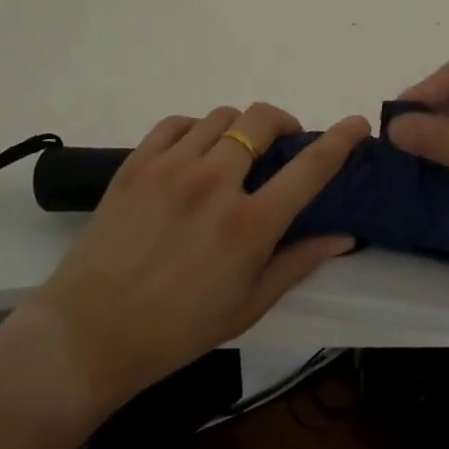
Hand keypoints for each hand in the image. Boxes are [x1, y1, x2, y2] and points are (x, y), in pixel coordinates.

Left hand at [30, 103, 370, 407]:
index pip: (310, 168)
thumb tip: (343, 235)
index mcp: (249, 224)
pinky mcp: (136, 164)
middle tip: (282, 145)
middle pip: (261, 120)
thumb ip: (298, 263)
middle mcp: (214, 183)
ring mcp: (171, 168)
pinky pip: (176, 123)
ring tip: (235, 153)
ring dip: (240, 128)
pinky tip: (195, 152)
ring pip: (221, 117)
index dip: (340, 140)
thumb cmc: (177, 330)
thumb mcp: (248, 306)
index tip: (357, 124)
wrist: (91, 332)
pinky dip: (196, 129)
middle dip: (283, 123)